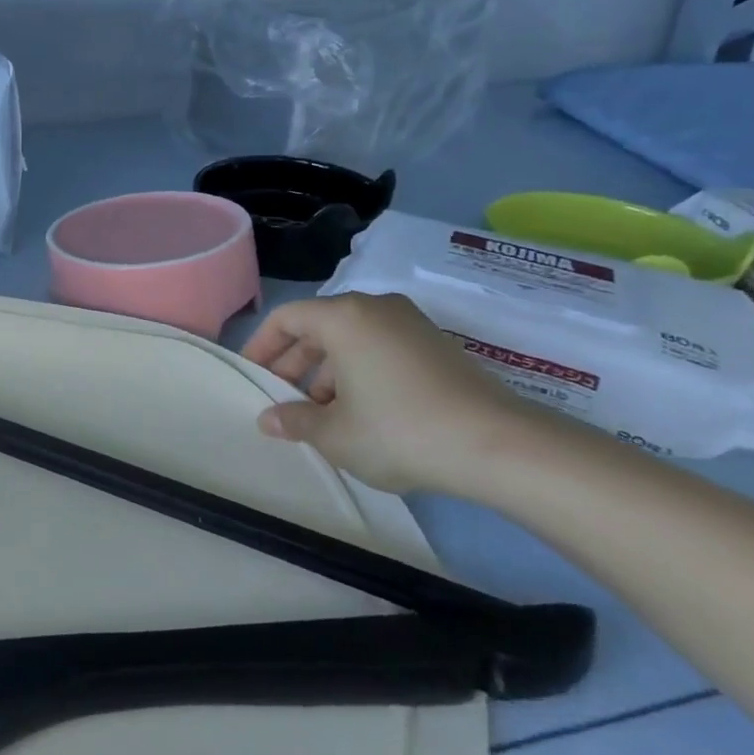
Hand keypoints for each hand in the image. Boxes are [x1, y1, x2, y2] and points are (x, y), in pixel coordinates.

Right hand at [240, 291, 551, 494]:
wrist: (498, 446)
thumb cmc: (398, 430)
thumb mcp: (334, 434)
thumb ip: (294, 421)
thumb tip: (268, 419)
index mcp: (342, 317)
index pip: (286, 318)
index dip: (262, 346)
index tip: (254, 377)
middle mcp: (375, 308)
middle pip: (319, 327)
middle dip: (295, 364)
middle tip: (285, 400)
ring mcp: (411, 324)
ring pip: (352, 340)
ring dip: (328, 372)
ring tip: (325, 415)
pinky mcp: (438, 346)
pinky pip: (382, 348)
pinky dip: (362, 372)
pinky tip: (365, 413)